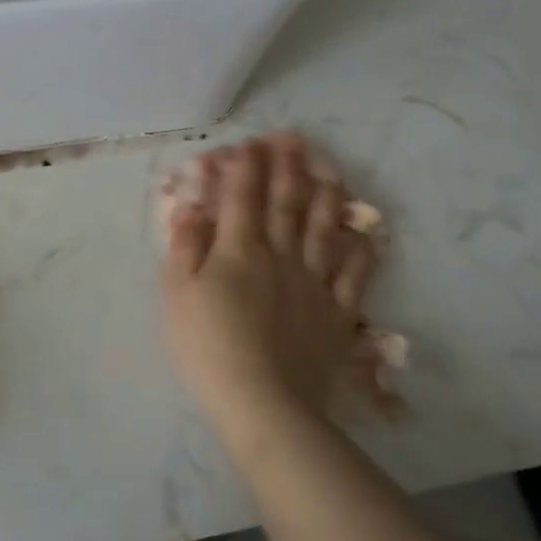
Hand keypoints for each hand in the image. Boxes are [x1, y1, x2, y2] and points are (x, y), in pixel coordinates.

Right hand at [159, 133, 376, 441]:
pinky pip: (353, 277)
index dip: (245, 166)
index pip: (242, 196)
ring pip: (322, 230)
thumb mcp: (177, 295)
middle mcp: (280, 255)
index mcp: (239, 249)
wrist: (263, 403)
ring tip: (330, 170)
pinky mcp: (336, 315)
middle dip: (287, 166)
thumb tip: (192, 209)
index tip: (249, 143)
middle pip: (285, 203)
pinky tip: (363, 236)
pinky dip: (359, 253)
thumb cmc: (208, 346)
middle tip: (293, 137)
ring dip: (326, 197)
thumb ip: (185, 247)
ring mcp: (313, 284)